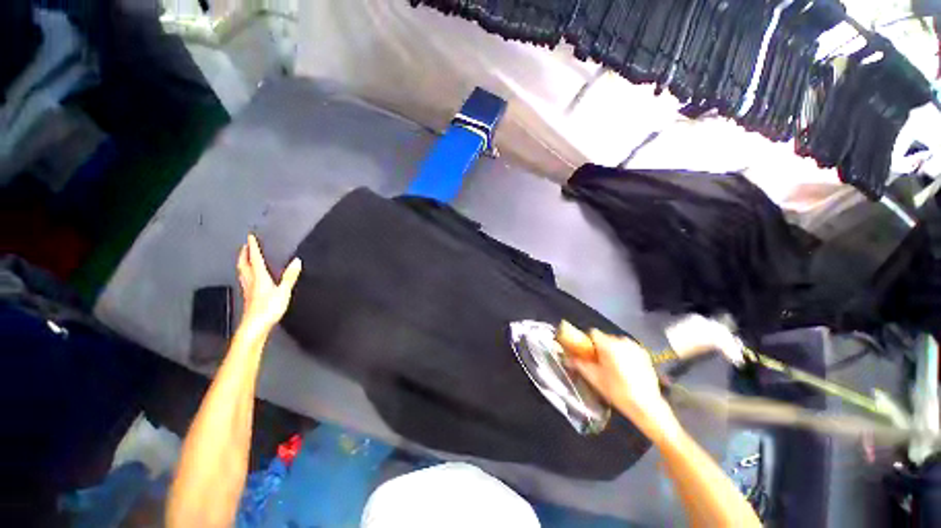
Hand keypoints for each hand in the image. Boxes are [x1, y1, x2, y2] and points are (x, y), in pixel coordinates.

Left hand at [237, 234, 301, 332]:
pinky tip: (248, 277)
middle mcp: (251, 281)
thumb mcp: (283, 291)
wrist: (255, 326)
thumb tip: (297, 261)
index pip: (255, 259)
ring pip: (242, 272)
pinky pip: (245, 280)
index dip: (253, 247)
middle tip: (244, 245)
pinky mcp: (248, 297)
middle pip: (243, 264)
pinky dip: (245, 273)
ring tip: (244, 258)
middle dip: (243, 254)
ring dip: (242, 263)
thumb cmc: (269, 308)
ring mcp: (248, 290)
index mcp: (259, 277)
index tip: (250, 237)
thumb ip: (290, 276)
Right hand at [557, 322, 678, 440]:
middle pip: (604, 338)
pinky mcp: (644, 354)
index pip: (593, 333)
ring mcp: (635, 347)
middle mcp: (622, 341)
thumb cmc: (617, 391)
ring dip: (611, 351)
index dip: (587, 342)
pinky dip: (623, 354)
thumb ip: (579, 364)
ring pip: (616, 343)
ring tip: (612, 368)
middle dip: (599, 348)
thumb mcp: (594, 378)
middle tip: (598, 363)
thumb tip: (567, 357)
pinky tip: (624, 370)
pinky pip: (627, 349)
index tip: (586, 353)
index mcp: (608, 345)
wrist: (647, 406)